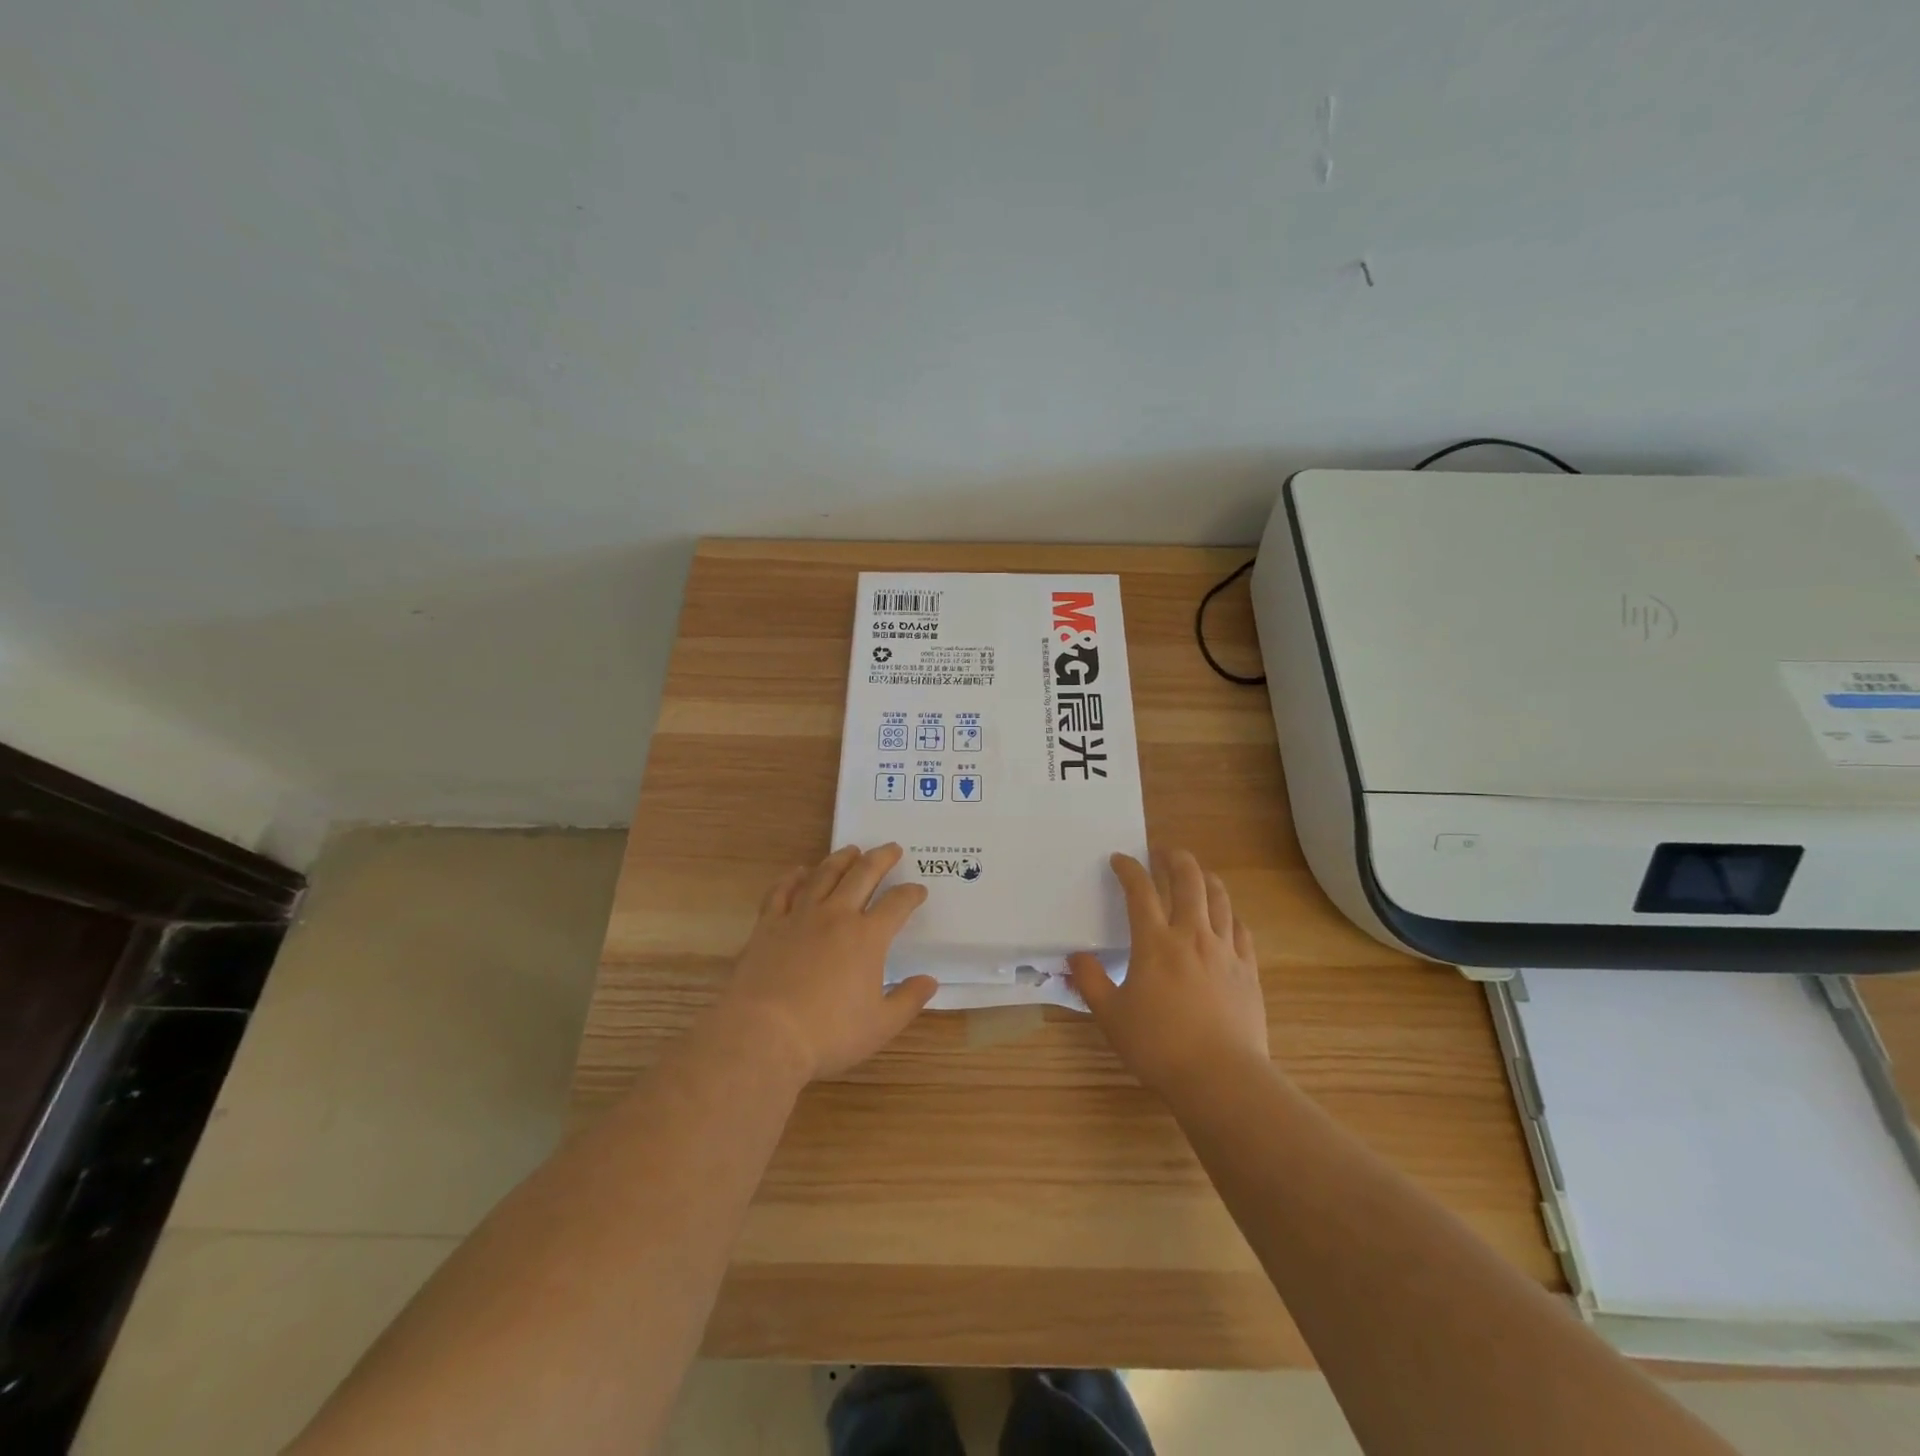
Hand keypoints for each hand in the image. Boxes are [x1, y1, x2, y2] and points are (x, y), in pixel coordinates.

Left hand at [715, 844, 936, 1082]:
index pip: (897, 904)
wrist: (764, 1035)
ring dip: (840, 859)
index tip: (919, 890)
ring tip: (851, 850)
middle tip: (891, 848)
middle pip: (862, 875)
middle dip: (881, 859)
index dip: (911, 894)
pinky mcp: (768, 925)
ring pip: (823, 875)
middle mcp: (836, 916)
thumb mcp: (880, 1026)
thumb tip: (930, 980)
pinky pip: (782, 892)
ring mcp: (800, 916)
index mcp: (868, 937)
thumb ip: (909, 1000)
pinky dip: (792, 878)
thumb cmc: (828, 1034)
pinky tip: (798, 872)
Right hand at [1068, 848, 1268, 1097]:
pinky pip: (1241, 929)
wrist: (1221, 1077)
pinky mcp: (1248, 970)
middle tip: (1163, 852)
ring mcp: (1224, 950)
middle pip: (1188, 880)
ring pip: (1219, 898)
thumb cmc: (1159, 1045)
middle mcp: (1191, 935)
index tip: (1119, 859)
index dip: (1128, 869)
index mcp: (1154, 942)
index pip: (1139, 891)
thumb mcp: (1111, 1016)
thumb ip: (1090, 982)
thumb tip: (1075, 957)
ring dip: (1205, 878)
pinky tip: (1225, 918)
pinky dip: (1230, 914)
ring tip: (1196, 873)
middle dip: (1174, 858)